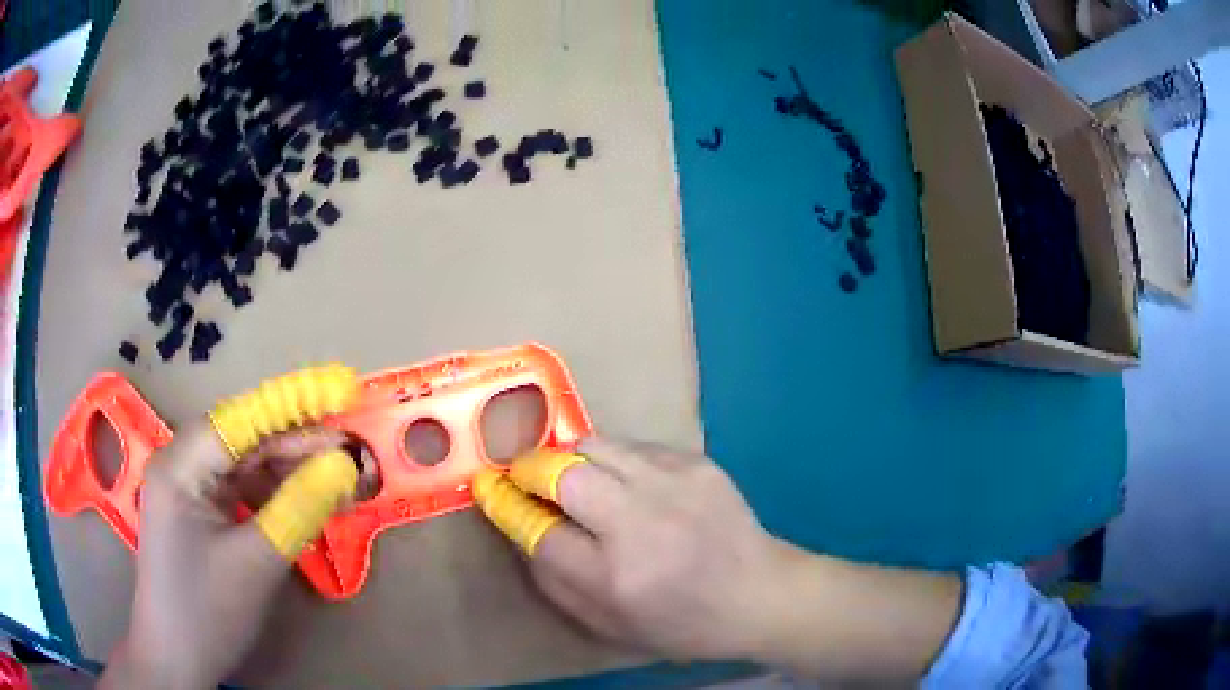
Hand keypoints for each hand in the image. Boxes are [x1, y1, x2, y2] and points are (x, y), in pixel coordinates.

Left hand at [101, 421, 354, 688]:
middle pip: (242, 440)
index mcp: (180, 465)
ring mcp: (187, 491)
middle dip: (296, 445)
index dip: (291, 404)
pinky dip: (273, 496)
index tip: (343, 394)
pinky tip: (302, 505)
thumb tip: (344, 466)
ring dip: (287, 472)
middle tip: (350, 452)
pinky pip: (239, 492)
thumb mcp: (257, 562)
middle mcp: (179, 465)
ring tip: (335, 482)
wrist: (176, 658)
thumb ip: (298, 508)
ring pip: (243, 466)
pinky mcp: (198, 514)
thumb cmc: (208, 610)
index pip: (240, 419)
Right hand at [474, 439, 963, 681]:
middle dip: (530, 469)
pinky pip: (633, 447)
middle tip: (525, 477)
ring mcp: (674, 484)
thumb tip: (520, 527)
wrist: (762, 593)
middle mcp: (643, 523)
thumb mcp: (609, 624)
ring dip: (569, 459)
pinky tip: (628, 485)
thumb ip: (554, 580)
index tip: (486, 488)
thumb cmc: (682, 622)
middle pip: (562, 471)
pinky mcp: (696, 461)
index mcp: (618, 576)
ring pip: (595, 445)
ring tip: (574, 479)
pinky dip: (613, 462)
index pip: (539, 529)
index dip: (505, 505)